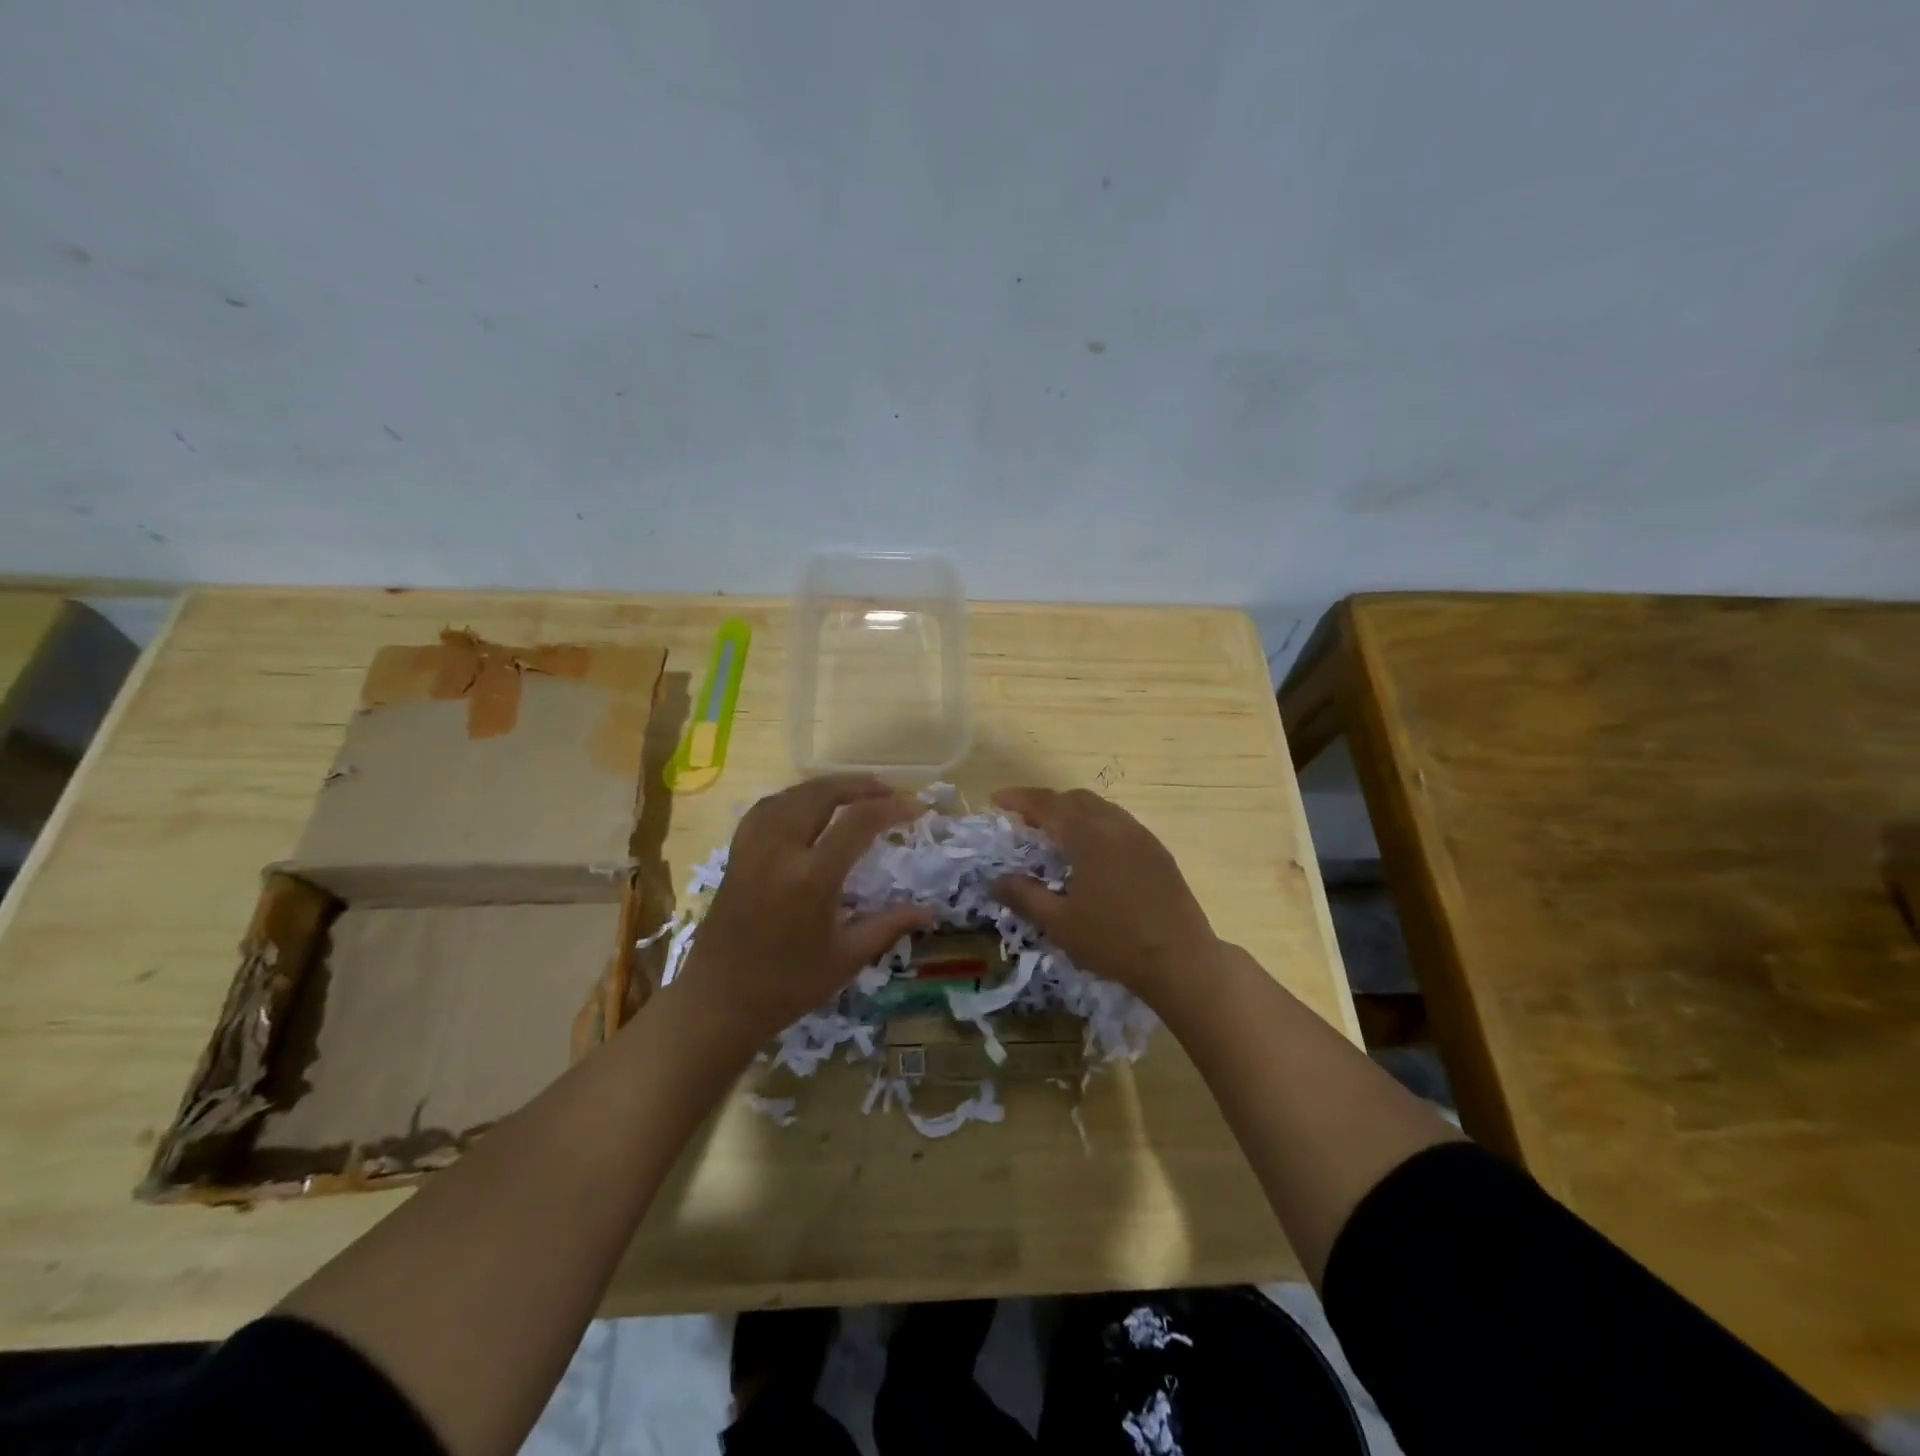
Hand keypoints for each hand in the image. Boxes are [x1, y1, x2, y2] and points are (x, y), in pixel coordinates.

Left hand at [678, 775, 933, 1045]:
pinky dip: (793, 797)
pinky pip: (766, 808)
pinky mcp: (736, 854)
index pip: (858, 822)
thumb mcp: (847, 958)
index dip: (892, 808)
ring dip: (827, 786)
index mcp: (812, 878)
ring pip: (792, 795)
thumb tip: (930, 912)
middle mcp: (780, 851)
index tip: (916, 810)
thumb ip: (889, 926)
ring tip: (855, 792)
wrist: (718, 1002)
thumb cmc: (788, 986)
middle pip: (822, 794)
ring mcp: (753, 849)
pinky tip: (807, 806)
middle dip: (860, 786)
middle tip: (889, 792)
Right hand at [991, 787, 1220, 1004]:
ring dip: (1073, 813)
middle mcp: (1115, 825)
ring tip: (1057, 837)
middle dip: (1046, 805)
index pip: (1047, 804)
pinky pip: (1119, 823)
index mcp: (1088, 836)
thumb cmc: (1114, 941)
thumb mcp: (1060, 923)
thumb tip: (995, 881)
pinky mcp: (1158, 851)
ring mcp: (1141, 836)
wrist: (1181, 960)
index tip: (997, 800)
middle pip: (1075, 799)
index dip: (1019, 798)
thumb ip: (1024, 896)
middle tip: (1025, 824)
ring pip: (1100, 808)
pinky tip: (1093, 854)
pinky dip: (1096, 825)